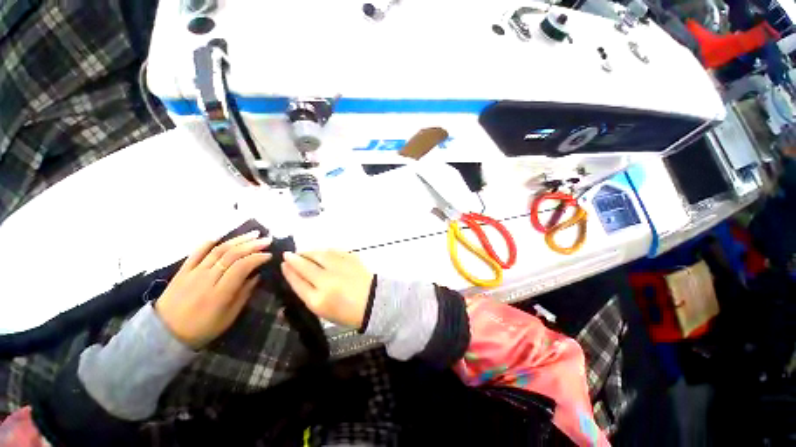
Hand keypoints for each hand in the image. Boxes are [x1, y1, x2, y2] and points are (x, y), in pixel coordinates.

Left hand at [155, 231, 271, 348]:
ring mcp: (193, 272)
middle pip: (231, 255)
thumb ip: (243, 295)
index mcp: (219, 293)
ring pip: (218, 250)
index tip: (269, 255)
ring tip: (253, 234)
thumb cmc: (202, 328)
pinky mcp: (183, 270)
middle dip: (252, 245)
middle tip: (267, 240)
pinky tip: (222, 236)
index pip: (241, 267)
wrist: (164, 334)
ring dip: (238, 240)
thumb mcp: (228, 317)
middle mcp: (206, 278)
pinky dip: (209, 242)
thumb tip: (257, 276)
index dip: (257, 258)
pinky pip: (196, 252)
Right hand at [281, 250, 374, 328]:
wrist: (373, 302)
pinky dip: (325, 250)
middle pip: (306, 266)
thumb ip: (308, 295)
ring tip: (304, 252)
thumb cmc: (347, 311)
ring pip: (319, 255)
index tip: (284, 263)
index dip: (289, 271)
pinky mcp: (352, 259)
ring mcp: (340, 268)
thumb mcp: (323, 311)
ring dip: (309, 252)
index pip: (297, 282)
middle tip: (289, 254)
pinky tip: (322, 252)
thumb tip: (297, 279)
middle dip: (295, 258)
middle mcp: (327, 282)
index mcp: (318, 300)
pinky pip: (334, 251)